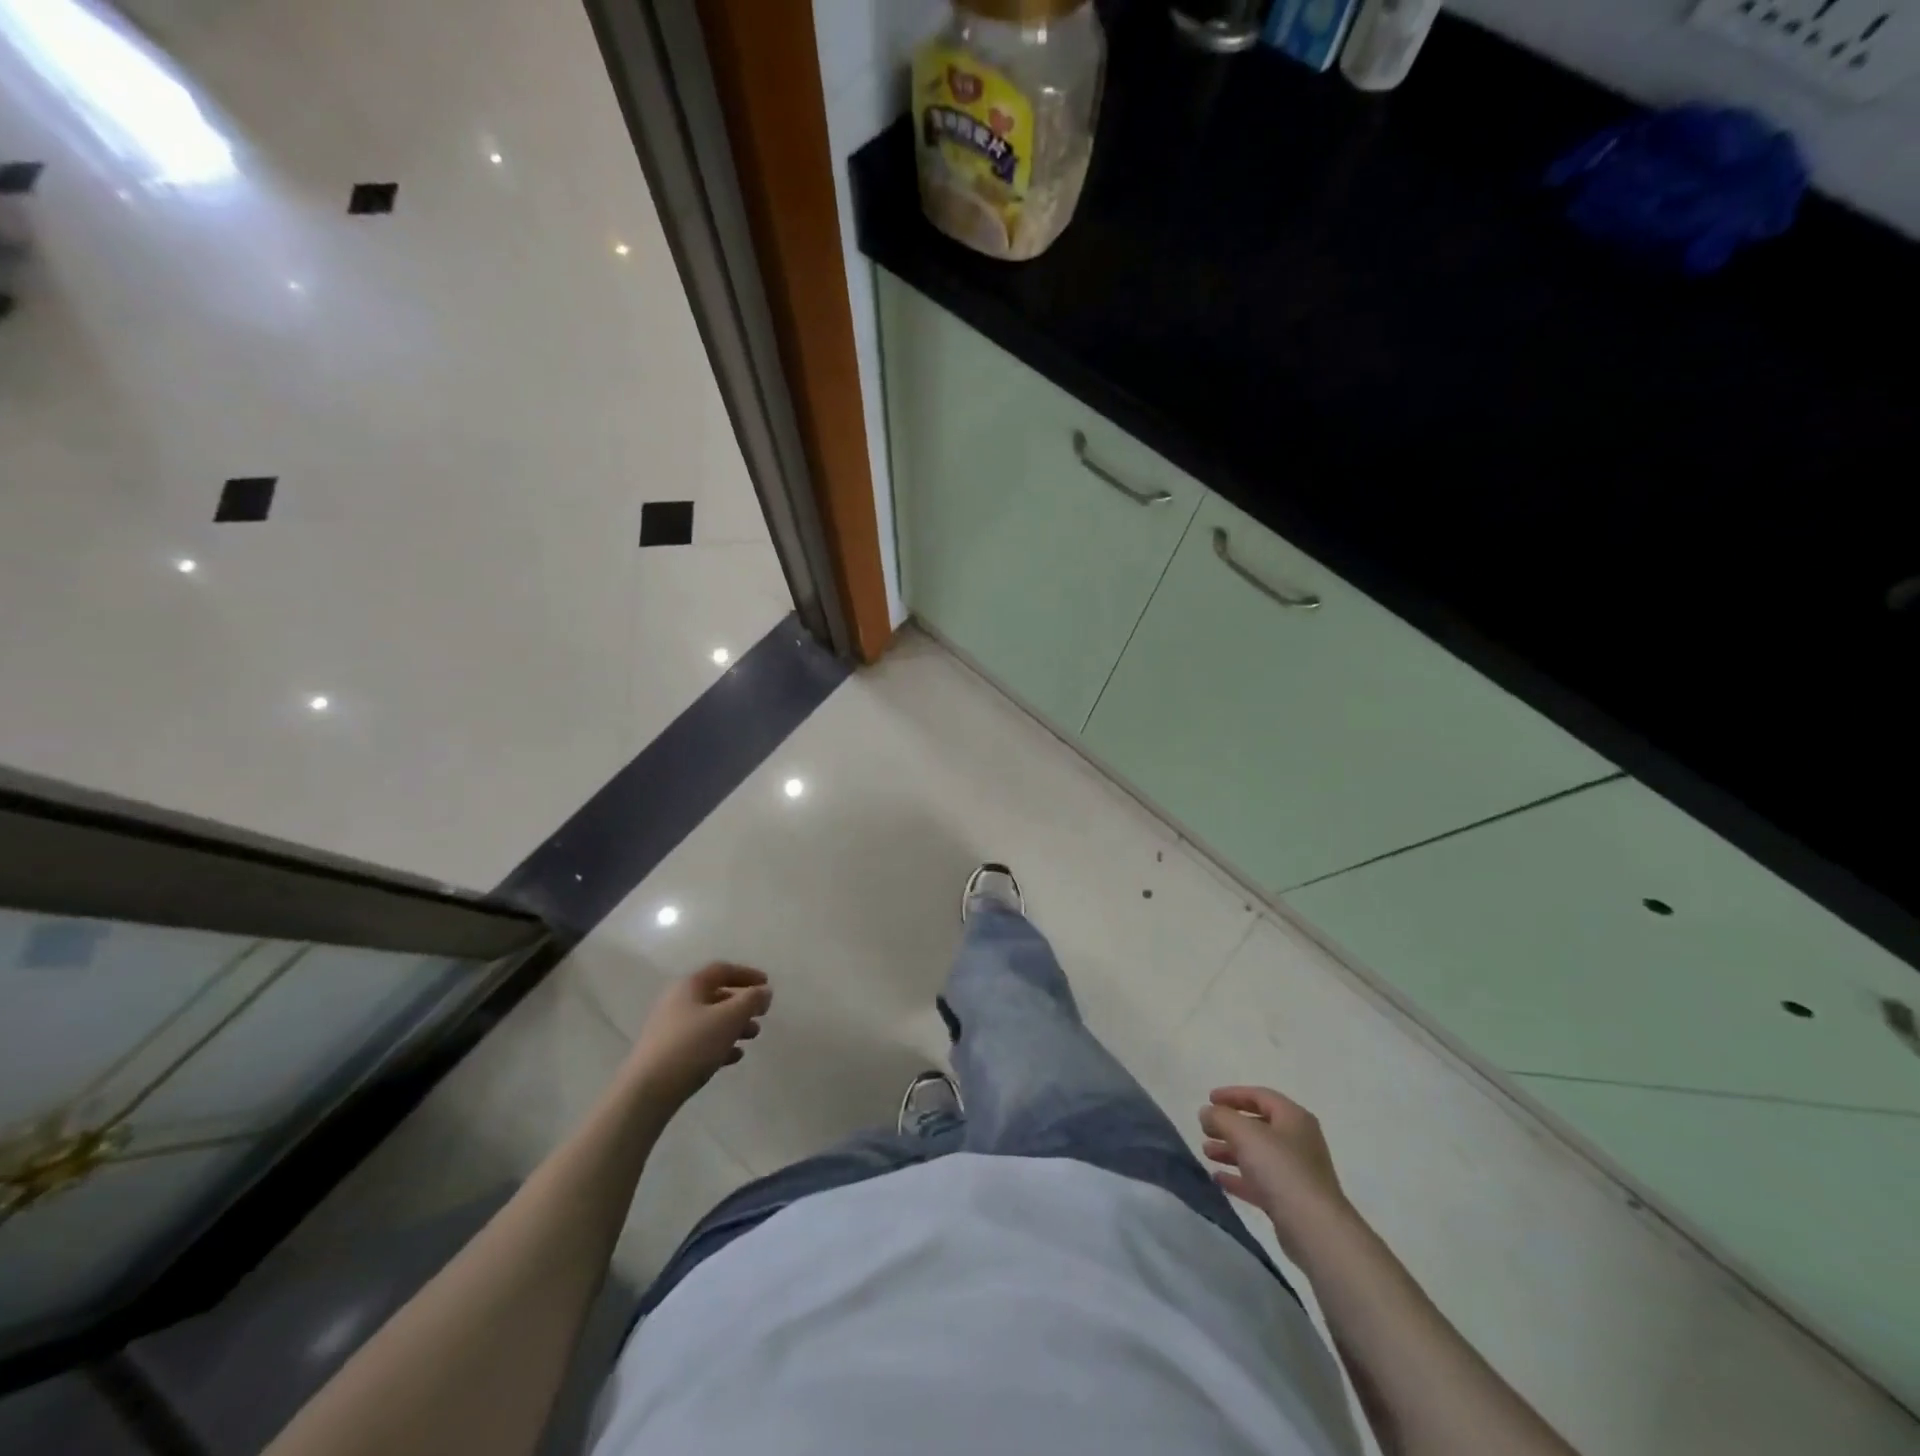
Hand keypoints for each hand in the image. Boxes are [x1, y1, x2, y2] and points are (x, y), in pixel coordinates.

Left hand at [626, 963, 771, 1107]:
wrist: (647, 1091)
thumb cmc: (692, 1045)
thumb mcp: (729, 1018)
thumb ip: (751, 1000)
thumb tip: (764, 991)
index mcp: (689, 986)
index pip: (722, 970)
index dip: (747, 974)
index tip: (767, 985)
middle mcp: (677, 1002)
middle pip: (715, 995)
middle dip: (742, 1004)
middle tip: (762, 1014)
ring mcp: (670, 1029)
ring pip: (709, 1020)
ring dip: (734, 1025)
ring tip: (753, 1037)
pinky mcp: (667, 1055)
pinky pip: (699, 1043)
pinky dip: (720, 1045)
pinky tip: (735, 1057)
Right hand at [1199, 1086, 1346, 1249]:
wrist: (1314, 1229)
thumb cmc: (1281, 1169)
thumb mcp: (1245, 1133)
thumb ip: (1221, 1118)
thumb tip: (1206, 1113)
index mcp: (1293, 1118)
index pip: (1260, 1096)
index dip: (1233, 1094)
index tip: (1209, 1099)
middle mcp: (1298, 1141)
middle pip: (1258, 1125)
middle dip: (1229, 1125)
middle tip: (1205, 1128)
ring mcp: (1296, 1172)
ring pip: (1257, 1154)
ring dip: (1230, 1150)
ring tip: (1206, 1152)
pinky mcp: (1290, 1199)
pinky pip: (1260, 1181)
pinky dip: (1239, 1177)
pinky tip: (1218, 1179)